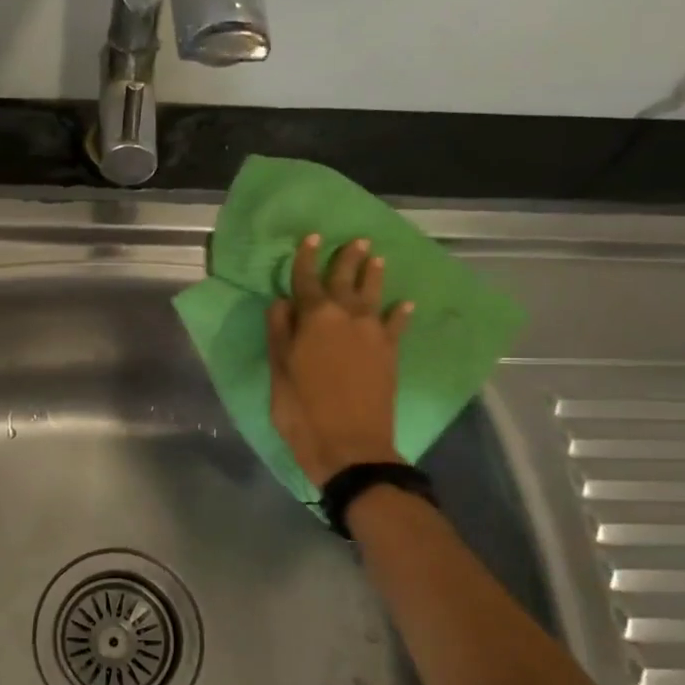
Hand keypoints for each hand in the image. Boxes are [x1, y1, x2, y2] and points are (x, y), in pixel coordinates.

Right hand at [266, 234, 413, 485]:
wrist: (350, 446)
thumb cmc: (303, 410)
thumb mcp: (279, 371)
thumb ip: (280, 332)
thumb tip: (282, 302)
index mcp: (314, 318)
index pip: (308, 280)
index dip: (308, 259)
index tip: (311, 238)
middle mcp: (346, 317)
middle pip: (346, 281)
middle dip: (348, 259)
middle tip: (356, 240)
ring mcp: (373, 335)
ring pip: (373, 296)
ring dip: (374, 276)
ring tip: (377, 258)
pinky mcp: (390, 354)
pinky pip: (396, 325)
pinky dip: (400, 313)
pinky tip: (405, 305)